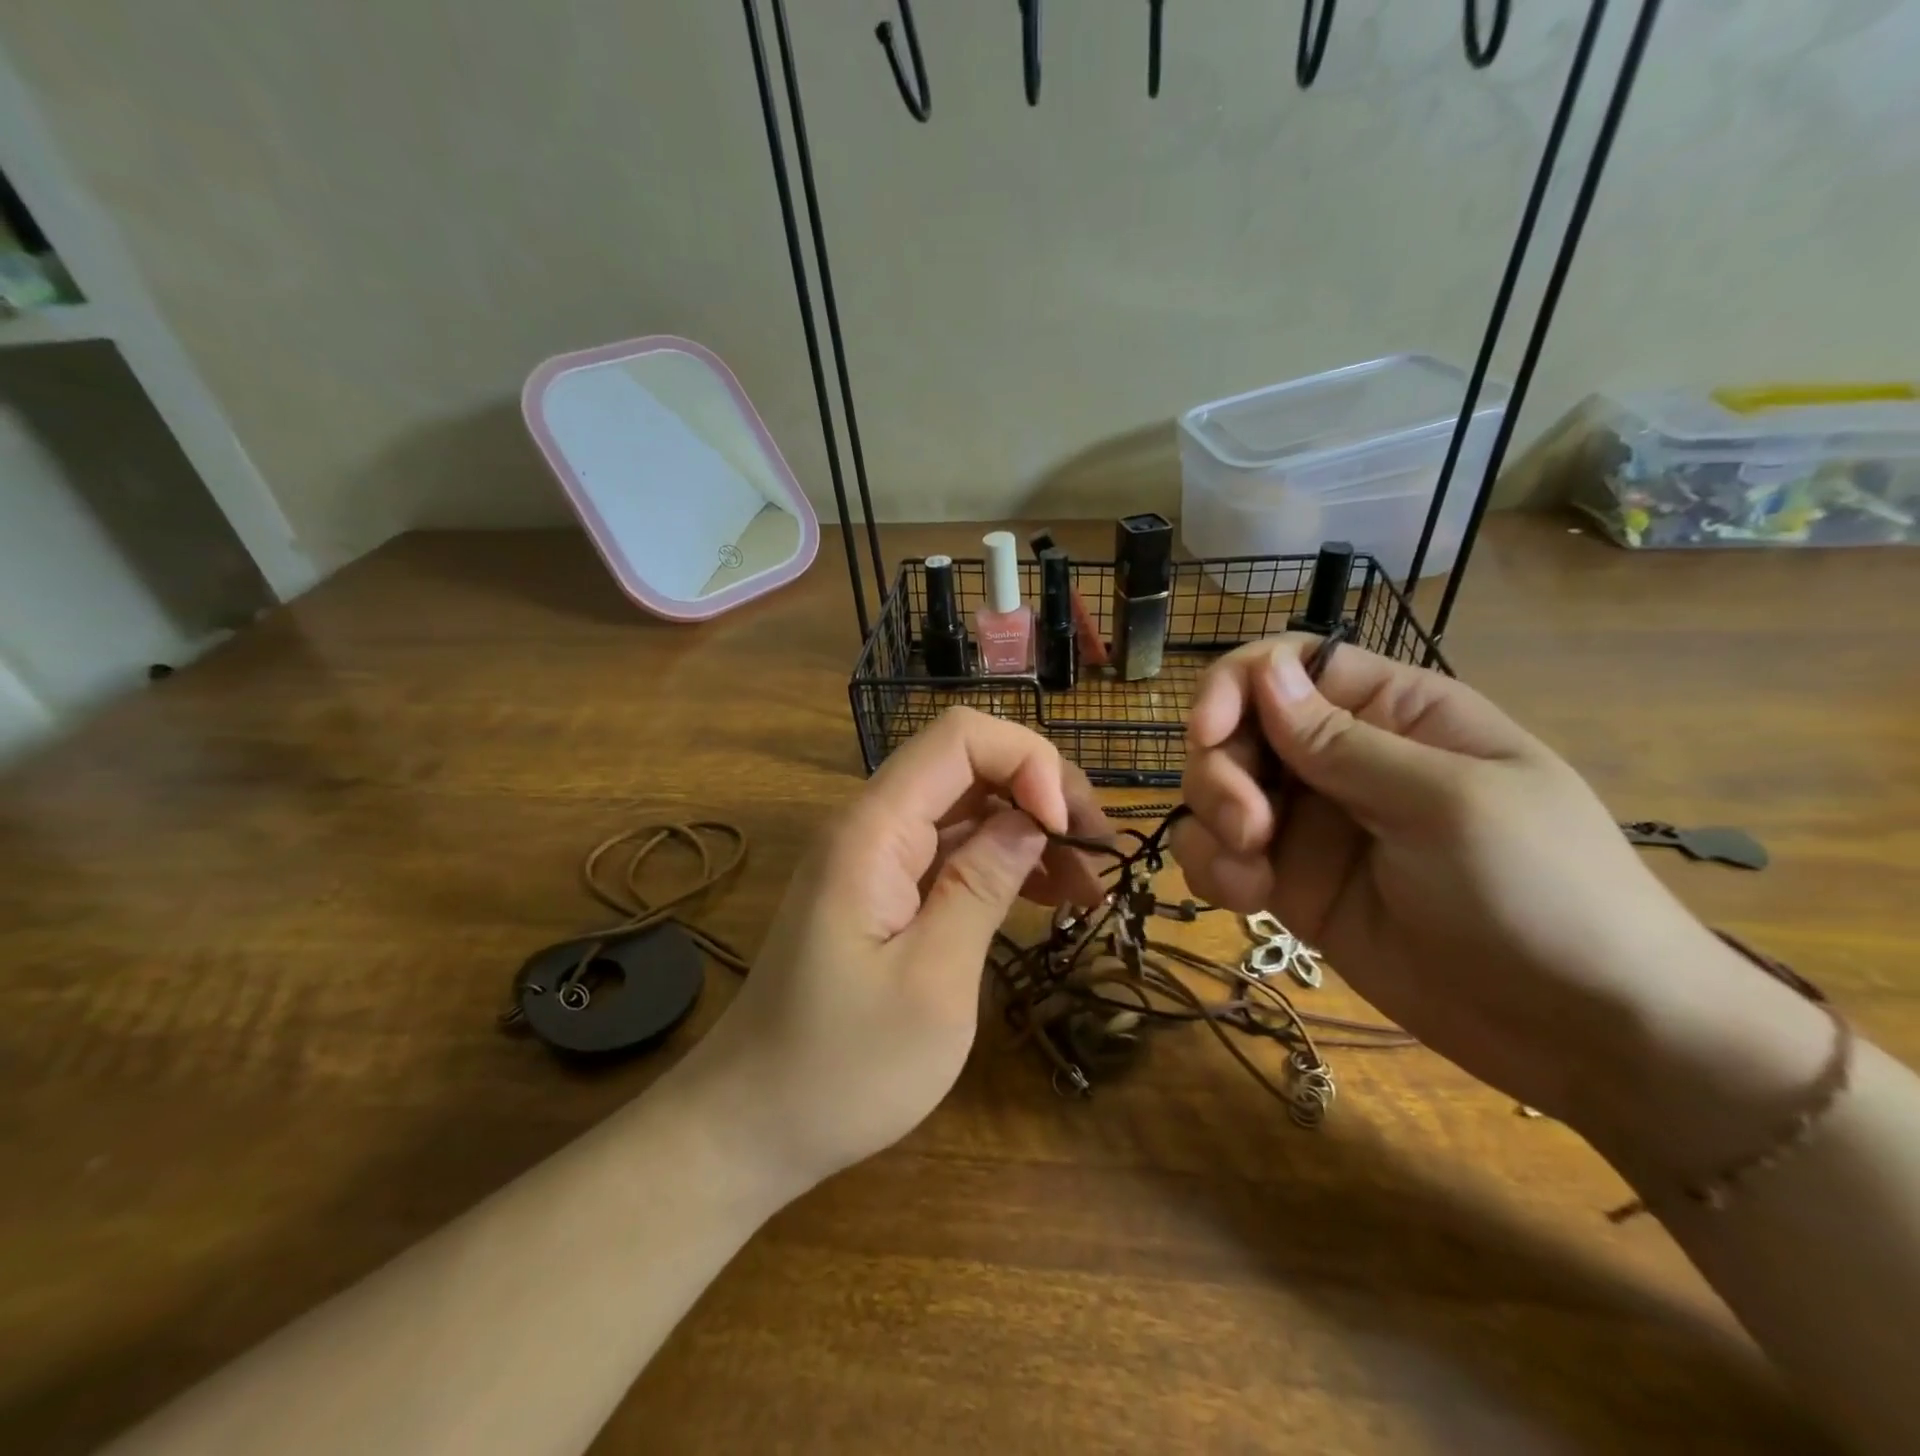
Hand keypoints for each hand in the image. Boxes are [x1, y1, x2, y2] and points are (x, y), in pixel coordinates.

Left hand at [680, 707, 1109, 1192]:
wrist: (751, 1122)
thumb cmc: (842, 1068)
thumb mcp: (932, 981)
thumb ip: (982, 886)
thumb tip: (1034, 818)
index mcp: (874, 831)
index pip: (959, 738)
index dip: (1028, 761)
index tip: (1069, 829)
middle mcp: (871, 825)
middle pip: (968, 764)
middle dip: (1041, 792)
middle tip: (1099, 852)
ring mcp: (875, 857)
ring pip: (967, 807)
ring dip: (1031, 830)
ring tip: (1088, 883)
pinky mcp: (882, 889)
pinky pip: (951, 850)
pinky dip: (1003, 862)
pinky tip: (1048, 895)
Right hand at [1172, 635, 1822, 1153]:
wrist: (1581, 1032)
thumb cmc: (1543, 893)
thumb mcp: (1449, 805)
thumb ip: (1345, 741)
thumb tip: (1266, 671)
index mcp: (1393, 714)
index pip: (1290, 666)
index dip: (1235, 685)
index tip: (1208, 732)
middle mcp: (1340, 759)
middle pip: (1238, 730)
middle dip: (1221, 773)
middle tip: (1248, 829)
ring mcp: (1311, 824)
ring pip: (1216, 792)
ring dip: (1211, 824)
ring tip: (1248, 875)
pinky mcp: (1289, 884)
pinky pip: (1220, 854)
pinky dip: (1213, 869)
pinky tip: (1245, 900)